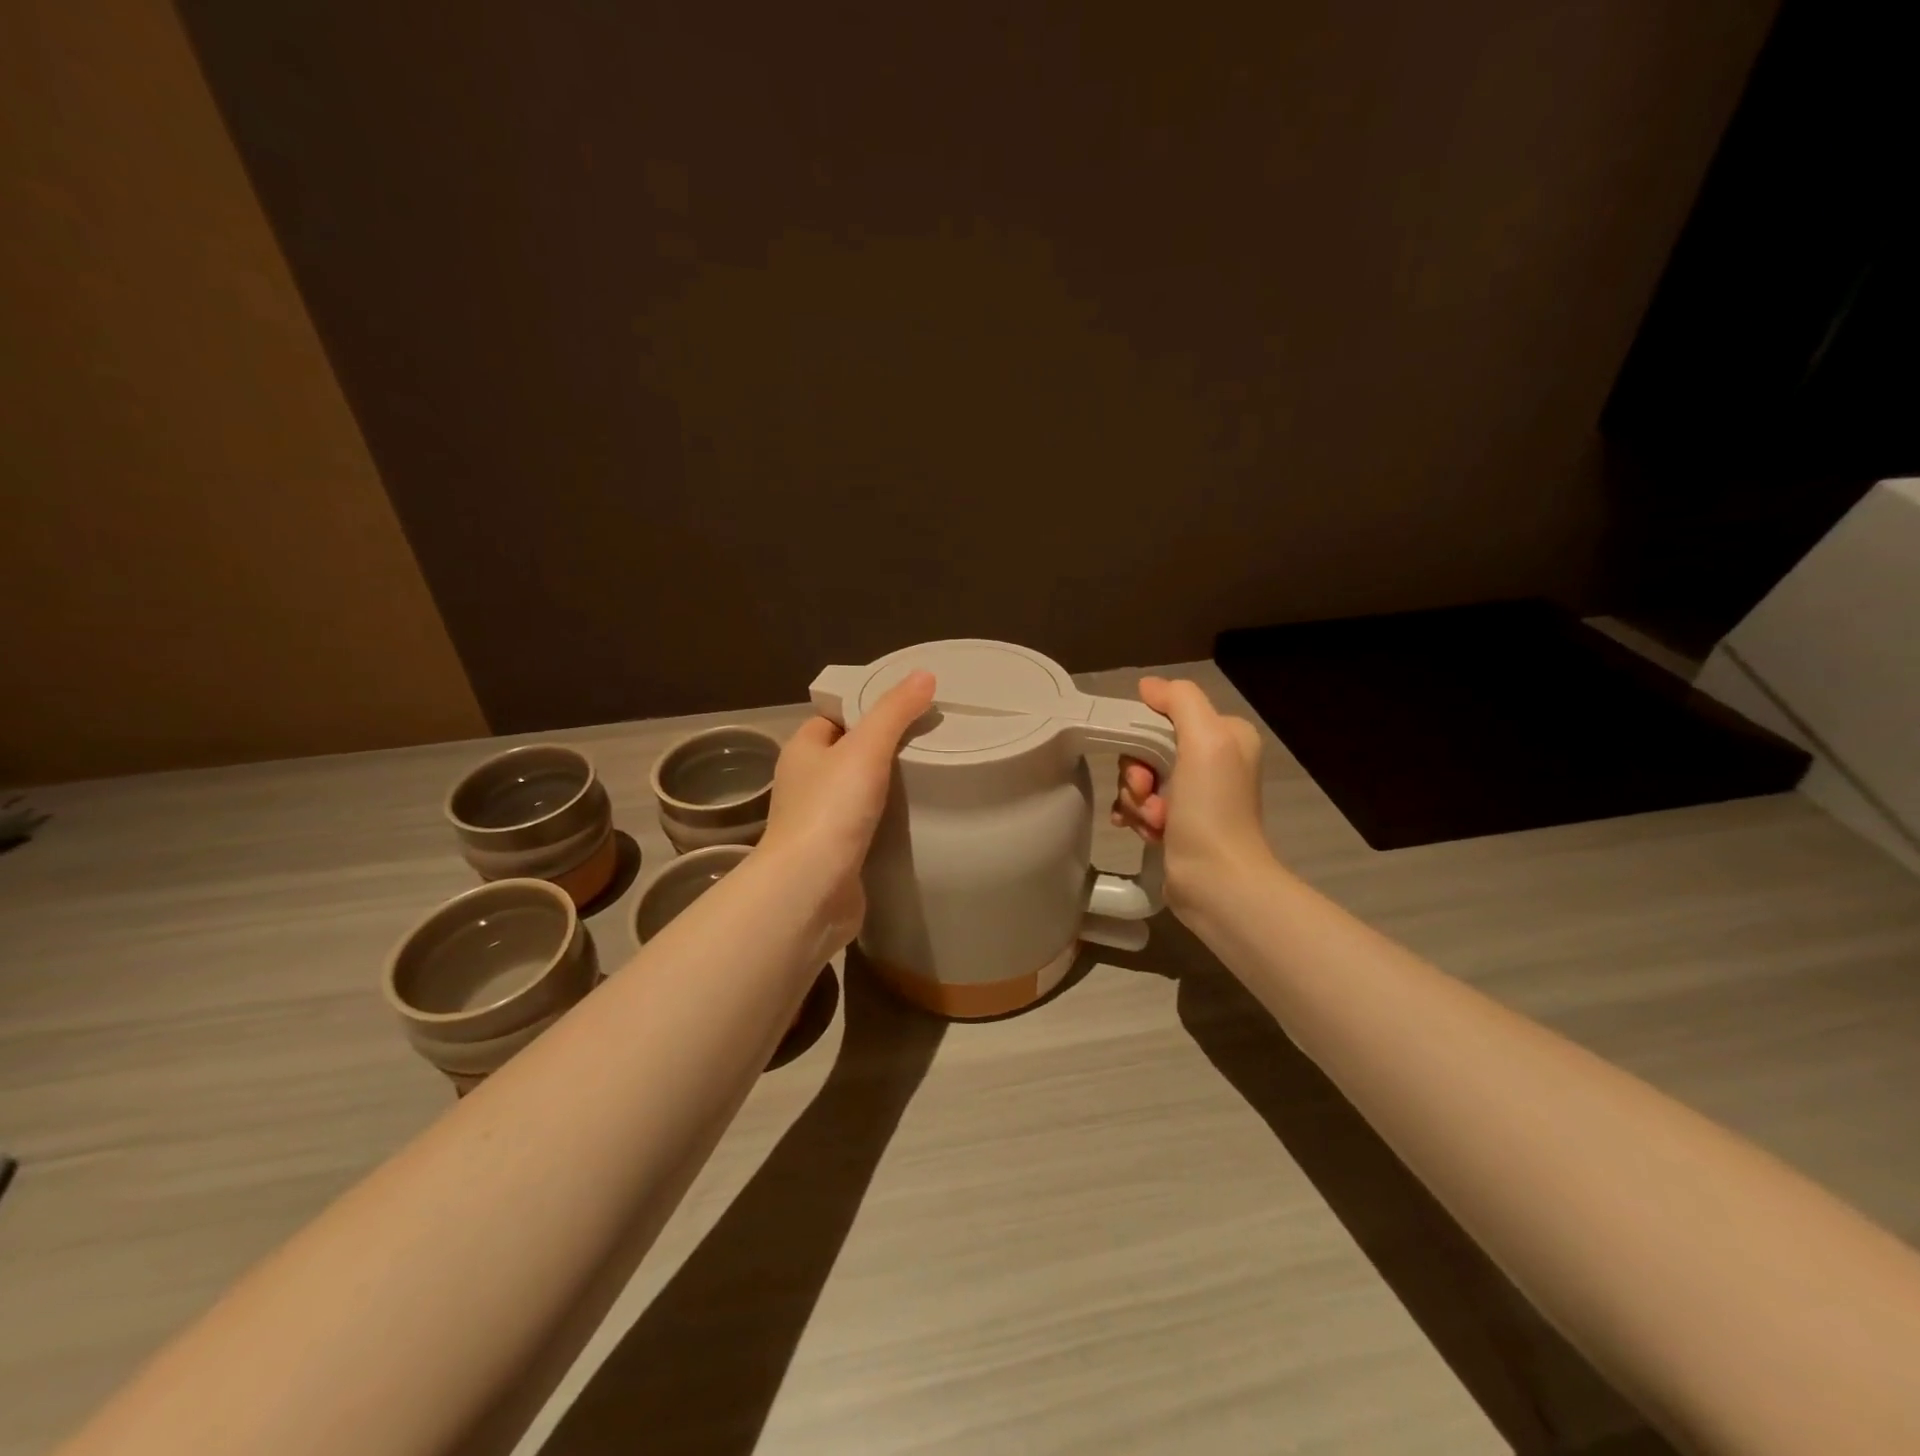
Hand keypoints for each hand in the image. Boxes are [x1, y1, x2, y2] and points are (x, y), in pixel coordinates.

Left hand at [758, 671, 935, 950]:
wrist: (811, 890)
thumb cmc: (831, 809)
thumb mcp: (866, 748)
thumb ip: (894, 711)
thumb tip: (923, 674)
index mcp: (801, 751)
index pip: (832, 719)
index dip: (863, 710)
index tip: (904, 709)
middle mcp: (803, 784)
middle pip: (846, 756)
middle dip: (880, 751)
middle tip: (926, 743)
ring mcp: (817, 822)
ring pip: (855, 794)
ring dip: (884, 789)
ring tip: (929, 778)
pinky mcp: (834, 855)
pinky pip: (863, 828)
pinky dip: (885, 822)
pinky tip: (914, 821)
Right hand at [1111, 676, 1269, 914]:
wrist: (1216, 882)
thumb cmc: (1212, 809)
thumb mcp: (1205, 740)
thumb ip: (1180, 701)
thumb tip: (1148, 687)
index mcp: (1226, 736)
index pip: (1166, 715)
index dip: (1144, 735)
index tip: (1146, 764)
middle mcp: (1213, 762)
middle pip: (1147, 748)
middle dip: (1137, 773)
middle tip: (1147, 794)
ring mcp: (1194, 796)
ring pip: (1139, 779)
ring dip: (1135, 799)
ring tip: (1153, 822)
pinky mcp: (1177, 824)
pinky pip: (1139, 805)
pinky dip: (1134, 816)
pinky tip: (1142, 831)